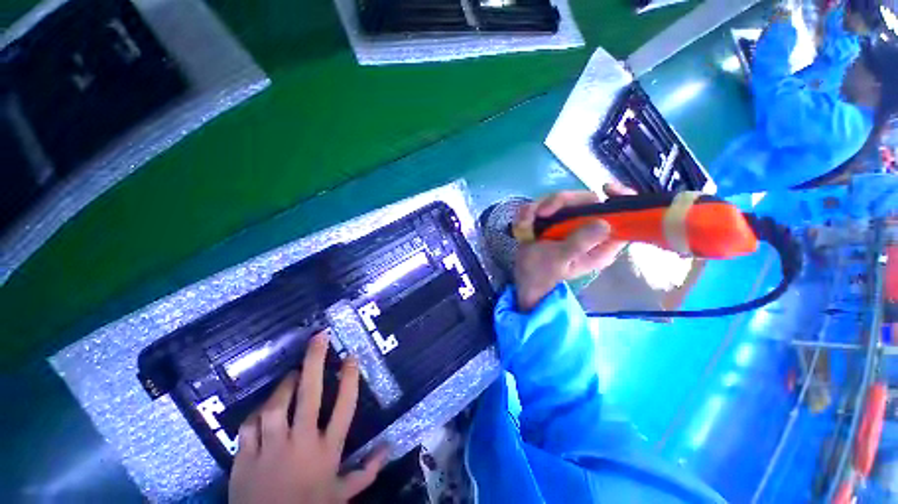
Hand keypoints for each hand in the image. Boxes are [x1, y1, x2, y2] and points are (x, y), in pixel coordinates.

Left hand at [228, 332, 386, 503]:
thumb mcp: (341, 495)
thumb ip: (366, 472)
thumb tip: (388, 448)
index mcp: (327, 451)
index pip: (344, 407)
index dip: (349, 379)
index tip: (351, 357)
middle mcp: (301, 443)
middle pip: (310, 395)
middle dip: (315, 362)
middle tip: (319, 337)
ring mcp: (270, 449)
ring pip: (275, 406)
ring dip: (284, 386)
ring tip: (292, 375)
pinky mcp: (245, 457)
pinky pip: (249, 425)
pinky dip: (257, 413)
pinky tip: (264, 409)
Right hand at [513, 183, 635, 311]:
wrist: (522, 276)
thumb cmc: (541, 272)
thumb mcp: (559, 259)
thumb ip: (579, 242)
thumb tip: (604, 223)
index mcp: (600, 244)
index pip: (622, 218)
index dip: (621, 199)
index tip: (606, 189)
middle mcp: (588, 231)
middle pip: (586, 201)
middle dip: (560, 202)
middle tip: (540, 212)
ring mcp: (570, 224)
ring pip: (563, 201)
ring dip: (539, 207)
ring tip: (525, 222)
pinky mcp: (555, 221)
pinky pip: (545, 206)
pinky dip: (531, 212)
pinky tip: (522, 223)